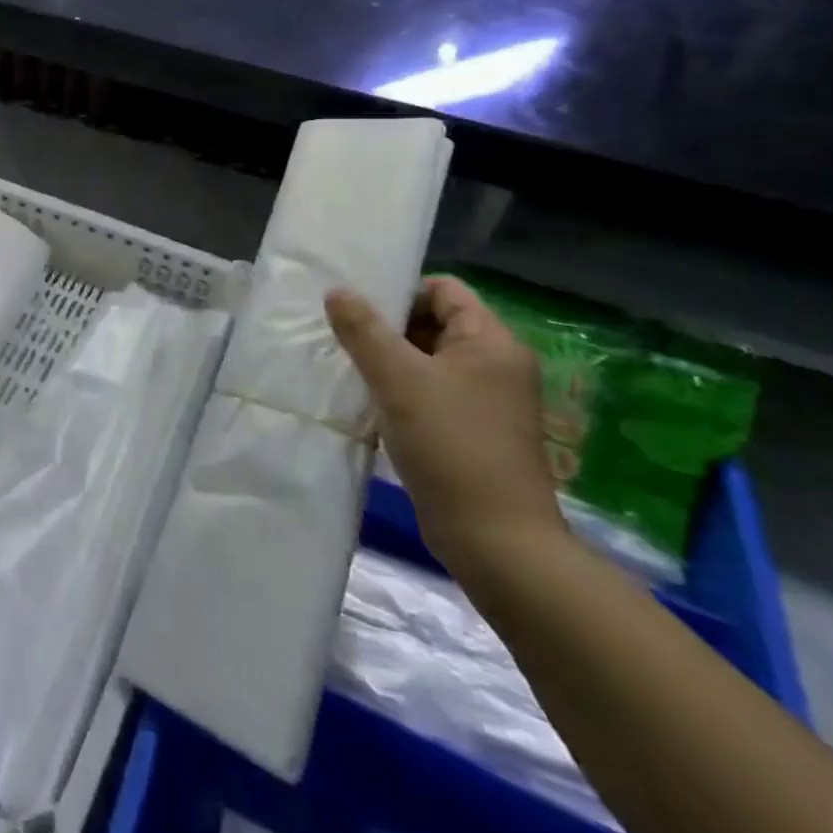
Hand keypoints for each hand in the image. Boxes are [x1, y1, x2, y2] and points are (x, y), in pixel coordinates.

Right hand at [326, 276, 565, 582]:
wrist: (496, 542)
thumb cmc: (450, 445)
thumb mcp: (398, 379)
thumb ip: (363, 330)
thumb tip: (336, 291)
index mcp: (491, 342)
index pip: (443, 290)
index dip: (400, 292)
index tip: (358, 310)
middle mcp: (496, 365)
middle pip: (434, 322)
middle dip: (387, 327)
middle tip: (344, 337)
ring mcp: (487, 401)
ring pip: (428, 360)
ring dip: (390, 361)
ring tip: (349, 368)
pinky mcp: (473, 431)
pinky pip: (431, 392)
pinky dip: (401, 390)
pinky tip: (370, 402)